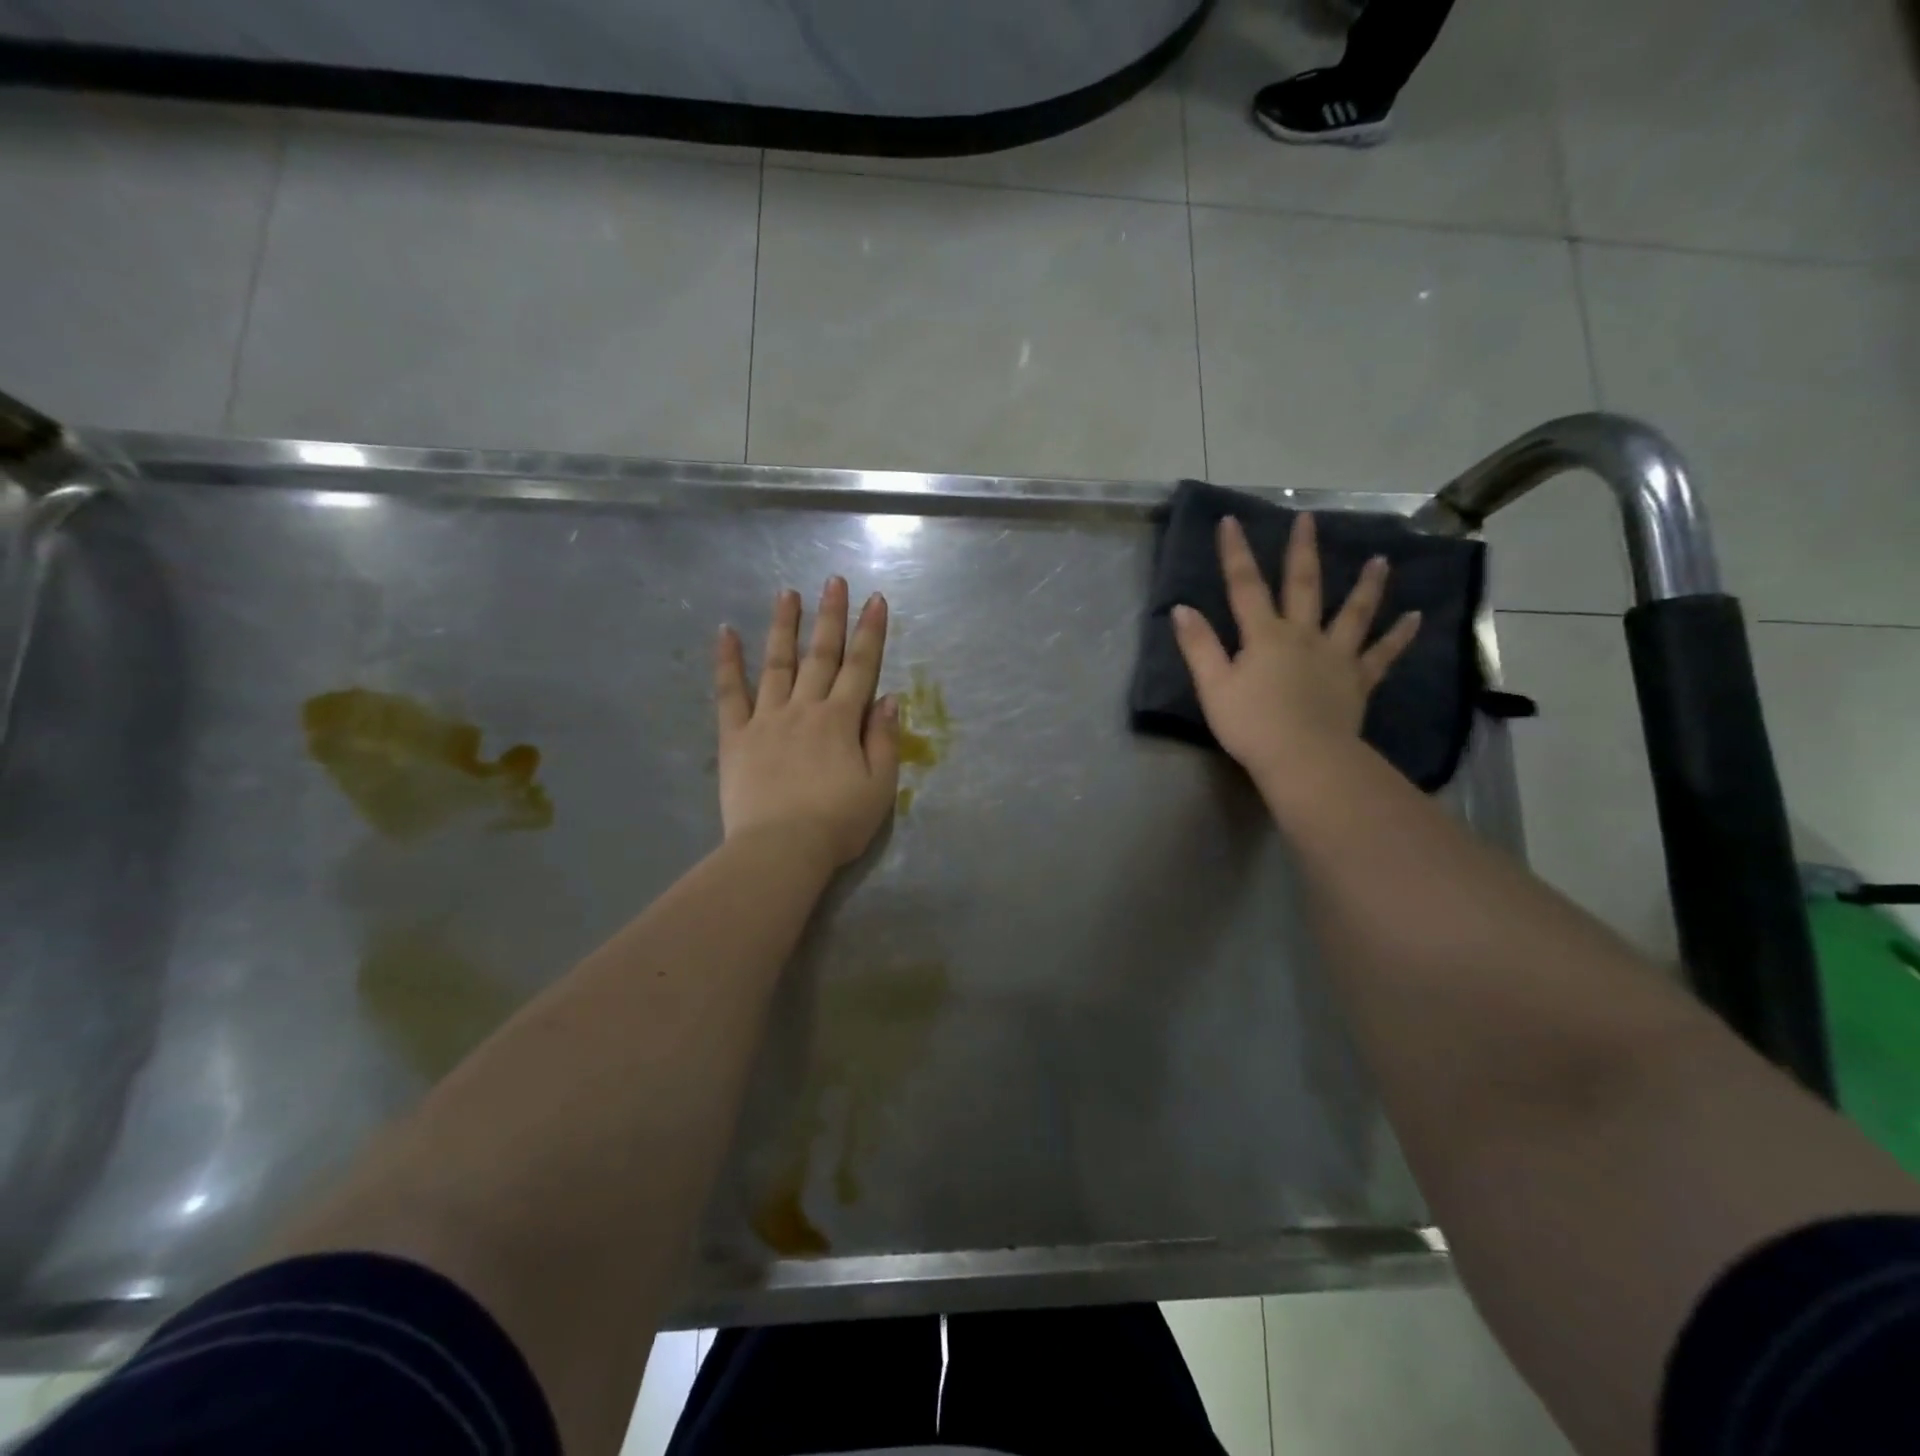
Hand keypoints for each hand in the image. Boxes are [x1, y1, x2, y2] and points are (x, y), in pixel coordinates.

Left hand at [714, 577, 899, 867]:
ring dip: (783, 626)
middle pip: (820, 655)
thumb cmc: (837, 824)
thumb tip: (888, 698)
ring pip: (777, 663)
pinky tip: (725, 632)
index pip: (860, 666)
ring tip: (787, 593)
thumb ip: (884, 740)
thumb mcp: (880, 788)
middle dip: (830, 616)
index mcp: (841, 721)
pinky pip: (730, 693)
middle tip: (834, 580)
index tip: (875, 599)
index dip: (870, 632)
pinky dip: (727, 662)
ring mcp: (766, 719)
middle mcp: (805, 708)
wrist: (780, 850)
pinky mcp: (735, 736)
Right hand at [1171, 514, 1421, 783]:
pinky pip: (1382, 655)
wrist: (1304, 758)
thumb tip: (1182, 608)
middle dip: (1302, 551)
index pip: (1245, 586)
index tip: (1231, 521)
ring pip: (1353, 613)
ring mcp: (1336, 656)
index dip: (1236, 553)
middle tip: (1308, 519)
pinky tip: (1416, 618)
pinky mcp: (1358, 681)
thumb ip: (1199, 646)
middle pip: (1302, 586)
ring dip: (1366, 585)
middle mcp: (1303, 636)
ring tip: (1380, 560)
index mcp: (1264, 636)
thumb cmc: (1251, 724)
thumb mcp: (1213, 686)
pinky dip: (1399, 636)